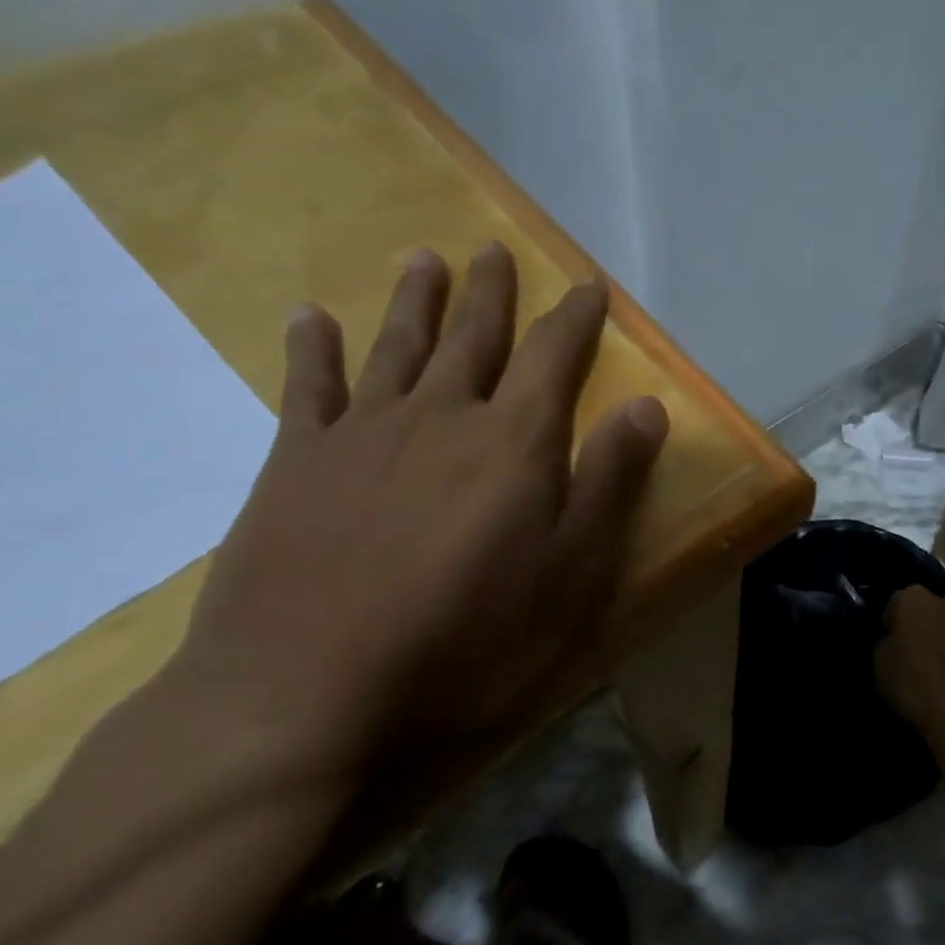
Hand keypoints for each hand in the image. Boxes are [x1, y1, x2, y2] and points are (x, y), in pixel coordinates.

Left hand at [158, 243, 667, 771]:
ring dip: (414, 300)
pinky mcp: (296, 464)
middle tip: (493, 249)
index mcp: (513, 440)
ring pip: (397, 346)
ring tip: (425, 259)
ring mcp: (363, 434)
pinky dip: (311, 349)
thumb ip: (610, 480)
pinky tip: (310, 317)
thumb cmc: (467, 639)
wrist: (305, 695)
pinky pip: (308, 388)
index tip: (588, 285)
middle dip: (490, 292)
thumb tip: (648, 404)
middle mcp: (441, 415)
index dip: (575, 317)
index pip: (554, 355)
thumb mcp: (572, 572)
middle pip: (473, 336)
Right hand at [875, 587, 944, 738]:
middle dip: (922, 628)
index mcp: (914, 598)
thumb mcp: (880, 663)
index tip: (890, 647)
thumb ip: (886, 643)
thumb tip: (895, 641)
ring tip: (937, 673)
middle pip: (929, 611)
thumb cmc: (913, 682)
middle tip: (913, 657)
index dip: (891, 625)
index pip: (896, 604)